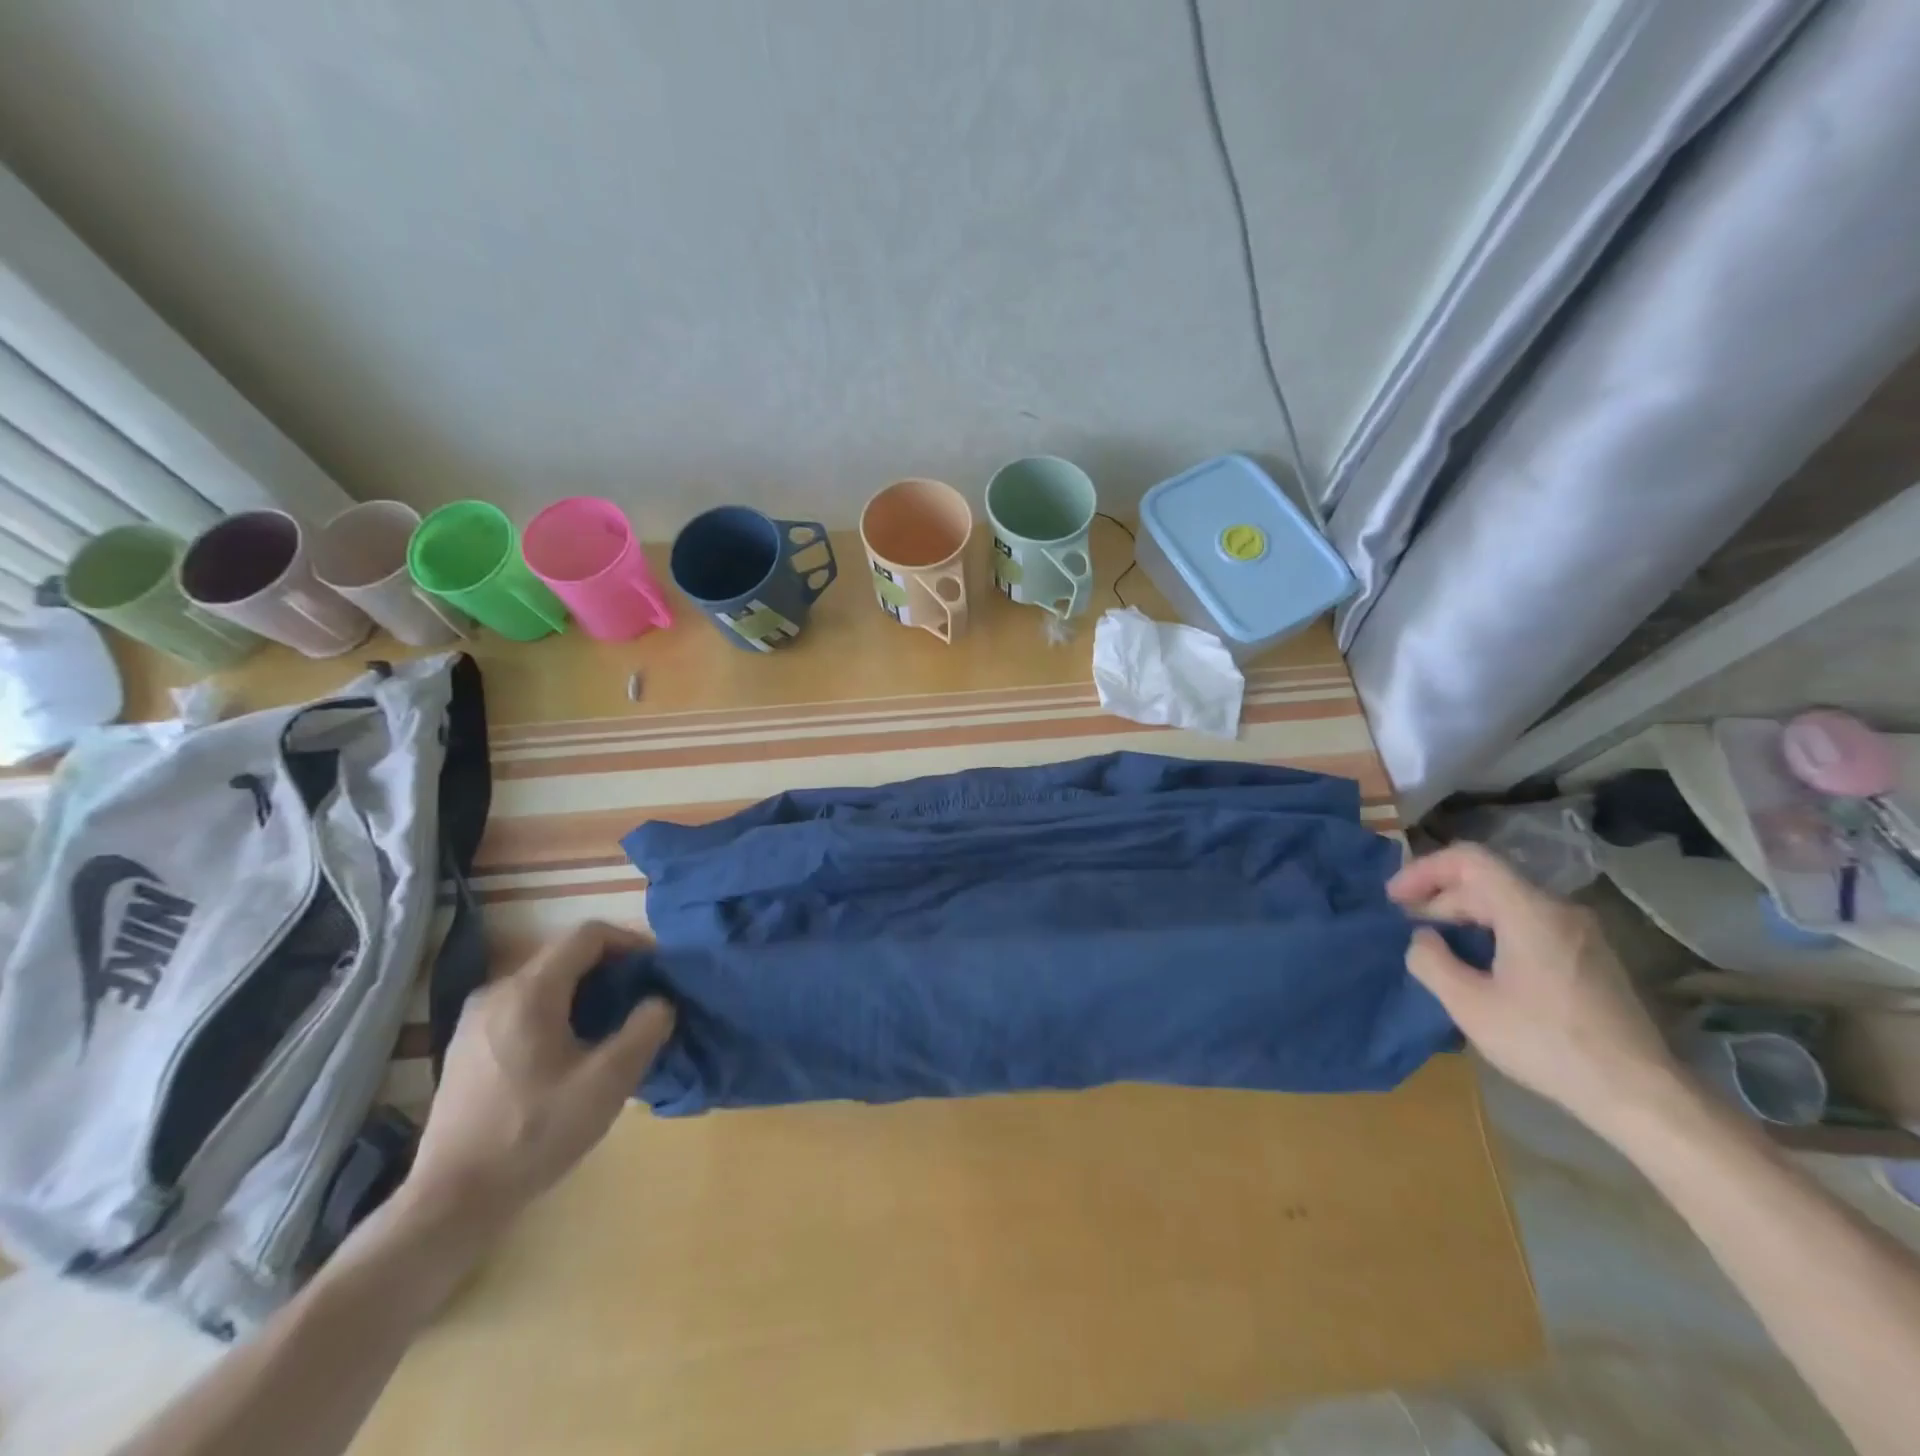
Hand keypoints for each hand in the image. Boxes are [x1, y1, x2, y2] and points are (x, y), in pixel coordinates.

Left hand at [398, 921, 673, 1240]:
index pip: (588, 935)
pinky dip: (557, 1012)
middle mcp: (497, 992)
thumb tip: (659, 1002)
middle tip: (641, 1001)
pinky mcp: (466, 1047)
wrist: (451, 1201)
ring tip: (611, 1028)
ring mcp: (475, 1019)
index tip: (656, 970)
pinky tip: (570, 1053)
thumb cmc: (534, 1133)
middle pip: (565, 956)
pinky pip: (523, 1007)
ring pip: (544, 983)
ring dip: (585, 993)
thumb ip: (645, 1030)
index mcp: (529, 991)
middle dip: (610, 970)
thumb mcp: (608, 1082)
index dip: (630, 942)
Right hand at [1388, 843, 1679, 1136]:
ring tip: (1438, 946)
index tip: (1394, 899)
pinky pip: (1529, 924)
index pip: (1468, 860)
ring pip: (1509, 903)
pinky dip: (1493, 930)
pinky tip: (1479, 964)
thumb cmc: (1547, 1043)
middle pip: (1487, 881)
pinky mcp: (1591, 957)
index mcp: (1529, 911)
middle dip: (1440, 897)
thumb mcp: (1469, 1005)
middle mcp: (1559, 910)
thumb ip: (1431, 961)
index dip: (1423, 870)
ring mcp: (1581, 933)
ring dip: (1465, 916)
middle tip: (1409, 928)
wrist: (1640, 1094)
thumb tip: (1423, 939)